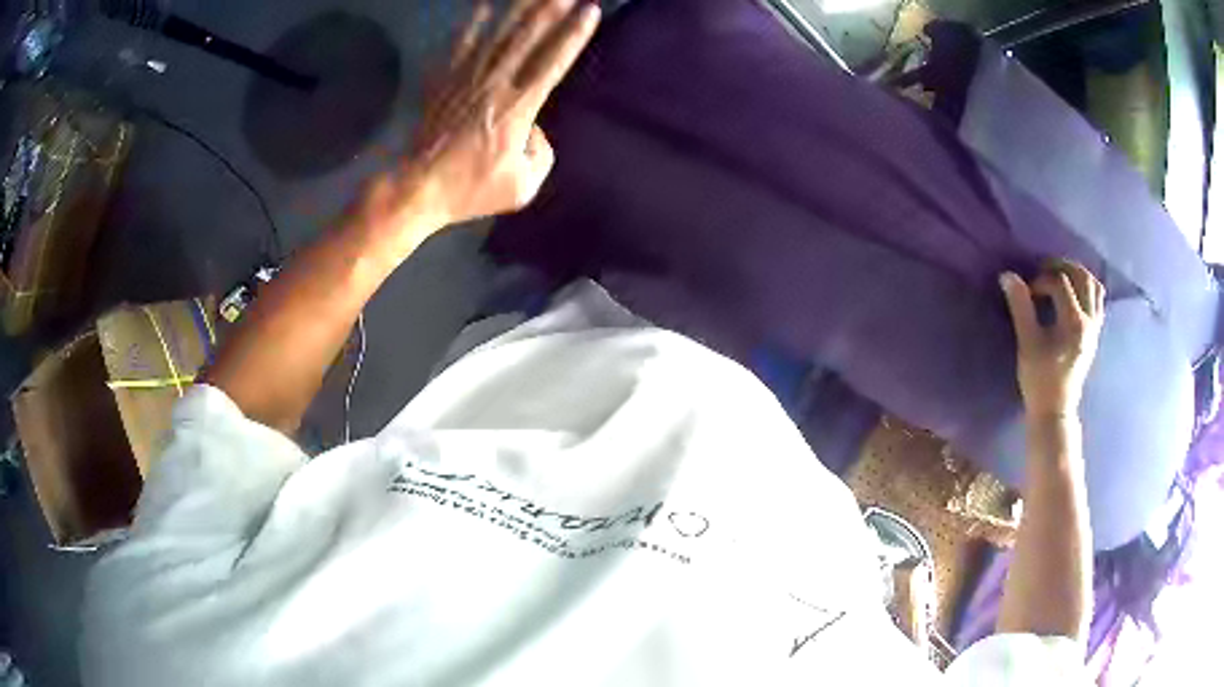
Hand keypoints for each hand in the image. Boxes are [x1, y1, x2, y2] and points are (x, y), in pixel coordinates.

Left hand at [381, 0, 598, 232]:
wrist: (418, 187)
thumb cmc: (472, 190)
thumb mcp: (523, 187)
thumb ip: (542, 154)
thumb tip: (536, 130)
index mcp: (519, 108)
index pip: (553, 61)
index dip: (574, 34)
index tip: (590, 10)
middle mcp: (495, 84)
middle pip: (528, 38)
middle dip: (550, 10)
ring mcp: (467, 80)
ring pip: (498, 35)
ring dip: (519, 9)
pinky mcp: (445, 82)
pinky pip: (461, 46)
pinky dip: (472, 24)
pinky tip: (482, 6)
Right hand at [1000, 261, 1105, 417]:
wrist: (1055, 409)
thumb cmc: (1039, 379)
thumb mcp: (1027, 343)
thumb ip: (1020, 307)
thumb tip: (1008, 275)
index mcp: (1074, 322)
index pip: (1060, 283)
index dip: (1041, 279)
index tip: (1028, 291)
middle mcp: (1089, 320)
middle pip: (1082, 276)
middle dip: (1062, 266)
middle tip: (1044, 269)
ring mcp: (1095, 327)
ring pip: (1094, 286)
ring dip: (1077, 273)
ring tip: (1060, 275)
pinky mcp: (1095, 333)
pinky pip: (1098, 300)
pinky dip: (1087, 288)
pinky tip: (1074, 292)